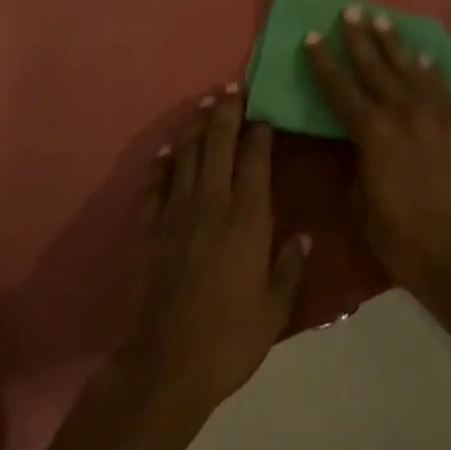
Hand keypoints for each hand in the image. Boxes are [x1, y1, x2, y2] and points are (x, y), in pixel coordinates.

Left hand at [114, 86, 311, 429]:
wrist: (168, 361)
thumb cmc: (232, 337)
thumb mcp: (276, 307)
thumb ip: (289, 266)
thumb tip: (302, 236)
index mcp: (248, 218)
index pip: (255, 159)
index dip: (259, 132)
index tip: (263, 114)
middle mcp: (212, 202)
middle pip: (218, 143)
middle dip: (225, 112)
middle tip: (230, 88)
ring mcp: (175, 211)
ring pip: (186, 154)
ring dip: (195, 126)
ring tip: (203, 105)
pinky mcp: (148, 226)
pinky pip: (155, 183)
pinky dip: (162, 162)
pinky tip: (168, 150)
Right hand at [305, 8, 450, 329]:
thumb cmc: (407, 243)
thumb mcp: (364, 207)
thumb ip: (357, 164)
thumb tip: (354, 141)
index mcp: (374, 136)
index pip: (340, 90)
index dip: (323, 63)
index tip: (312, 37)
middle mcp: (405, 115)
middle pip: (376, 69)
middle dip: (360, 39)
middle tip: (350, 11)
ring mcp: (439, 117)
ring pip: (411, 70)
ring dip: (394, 44)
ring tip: (381, 19)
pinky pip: (443, 87)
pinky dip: (430, 69)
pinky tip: (422, 56)